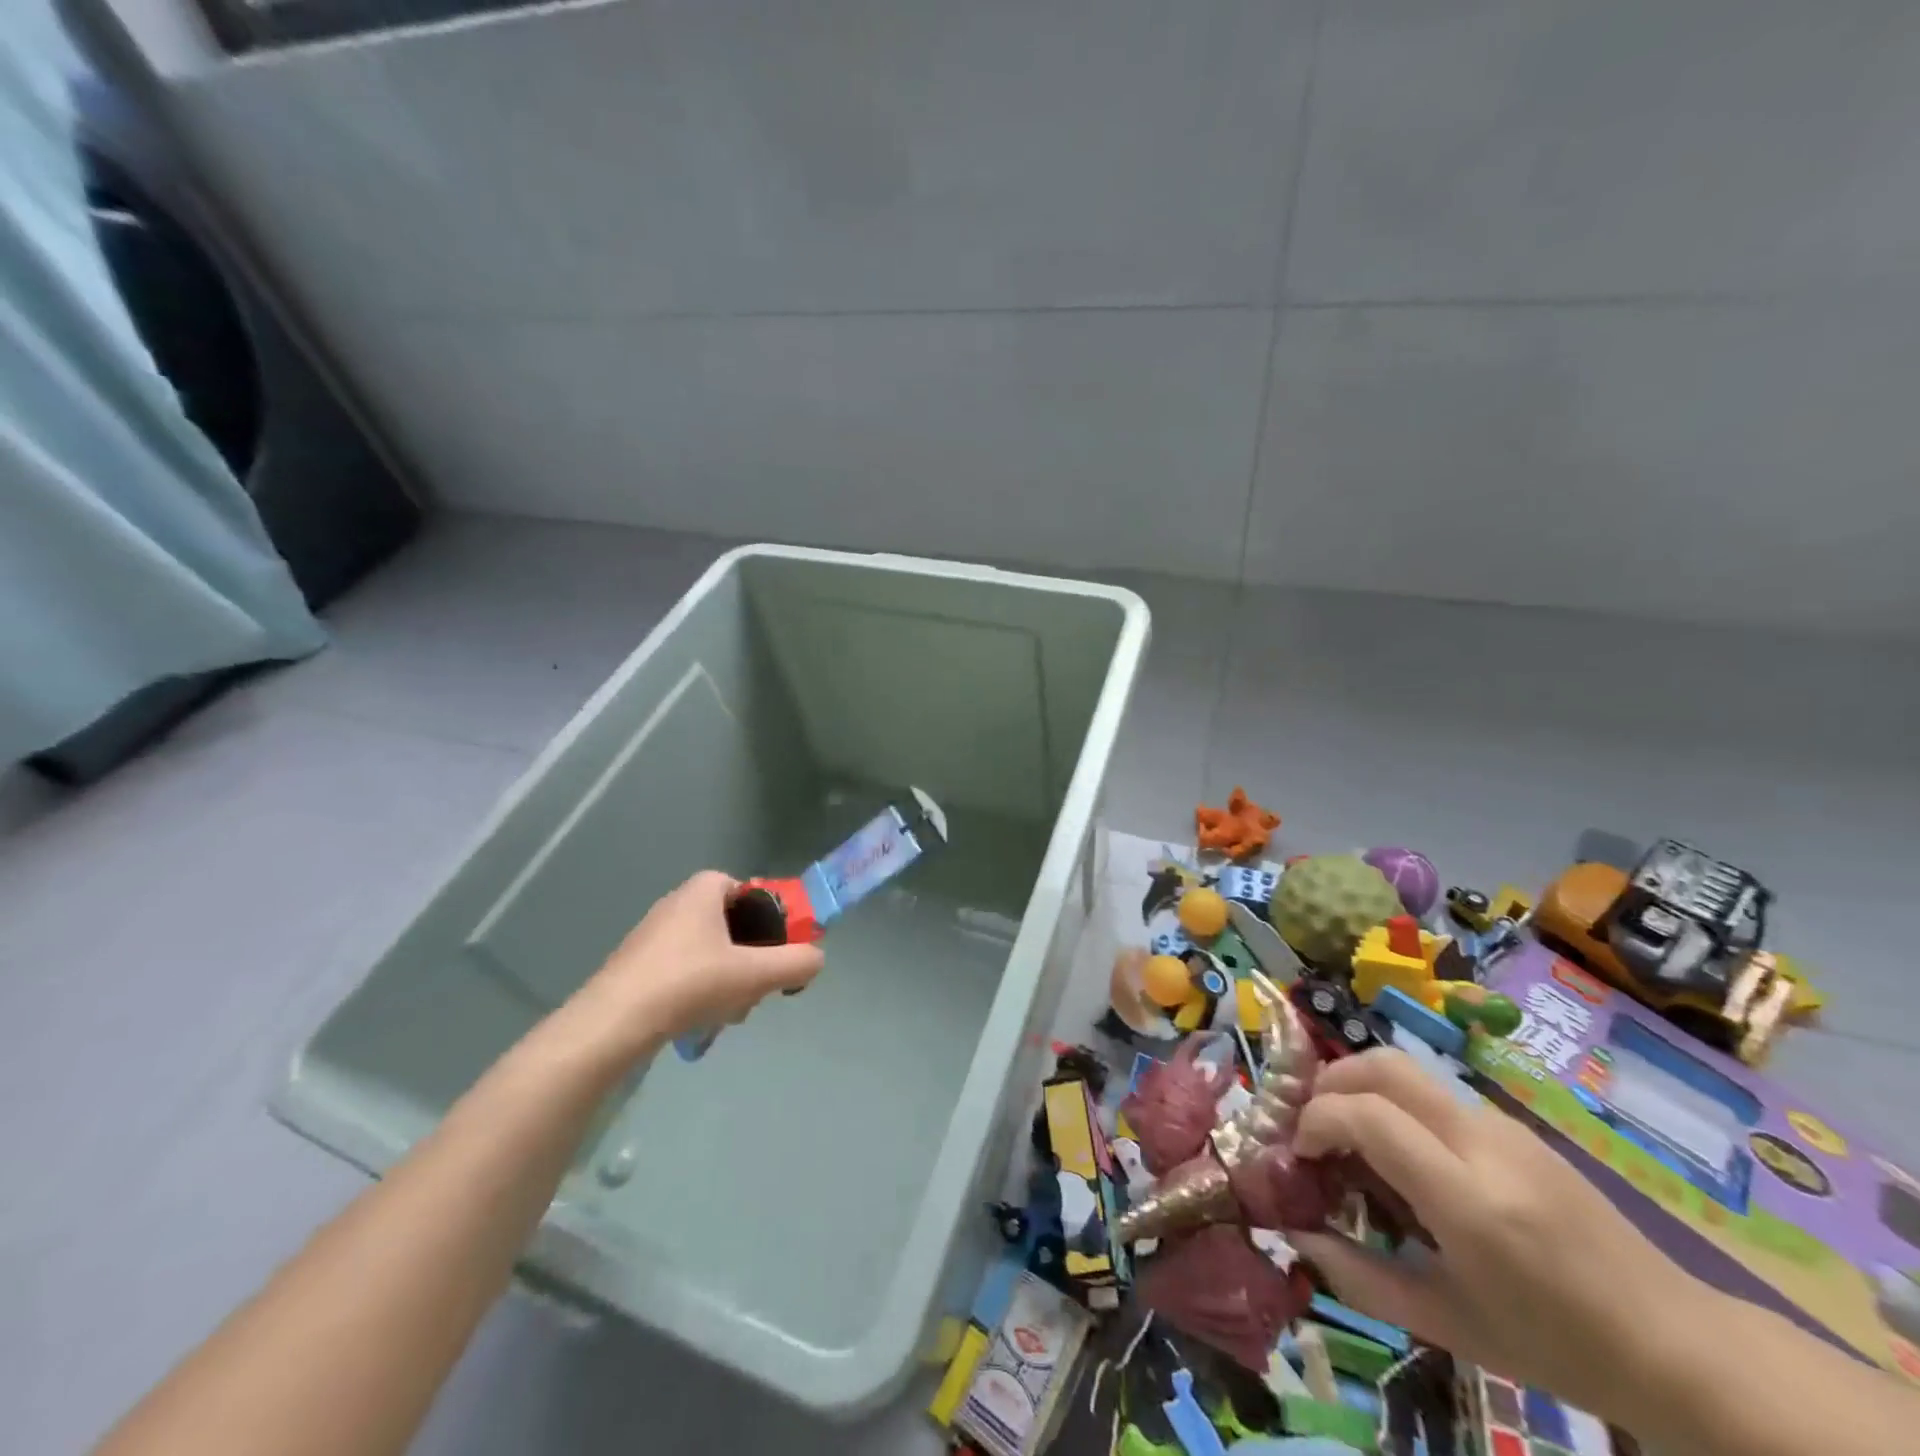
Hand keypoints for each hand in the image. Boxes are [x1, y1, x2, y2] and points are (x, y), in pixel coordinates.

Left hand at [565, 871, 824, 1055]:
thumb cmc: (688, 983)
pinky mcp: (637, 965)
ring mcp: (653, 935)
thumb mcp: (754, 974)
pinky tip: (701, 1019)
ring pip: (710, 951)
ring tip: (729, 1012)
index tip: (776, 950)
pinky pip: (685, 969)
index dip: (769, 919)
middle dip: (750, 957)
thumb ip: (795, 963)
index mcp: (703, 890)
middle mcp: (677, 902)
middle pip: (732, 925)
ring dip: (728, 979)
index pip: (750, 891)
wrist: (612, 1024)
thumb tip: (816, 959)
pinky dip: (700, 990)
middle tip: (756, 988)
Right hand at [1287, 1050, 1693, 1418]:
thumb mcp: (1449, 1326)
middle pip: (1384, 1065)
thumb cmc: (1557, 1347)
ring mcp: (1504, 1127)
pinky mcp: (1515, 1126)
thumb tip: (1297, 1235)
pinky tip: (1400, 1153)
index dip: (1318, 1119)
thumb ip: (1361, 1277)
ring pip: (1408, 1070)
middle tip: (1311, 1121)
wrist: (1679, 1346)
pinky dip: (1395, 1102)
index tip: (1301, 1151)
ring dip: (1361, 1086)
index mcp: (1468, 1200)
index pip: (1368, 1116)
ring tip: (1347, 1134)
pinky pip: (1436, 1094)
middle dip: (1330, 1080)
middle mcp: (1484, 1144)